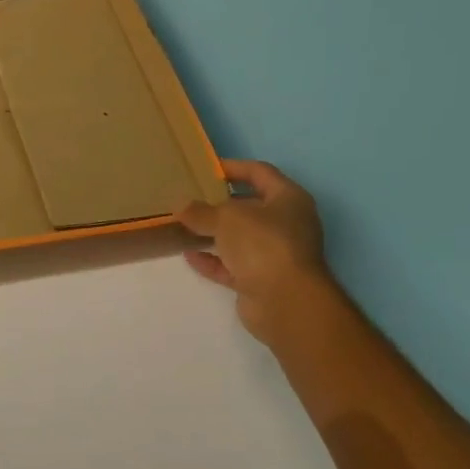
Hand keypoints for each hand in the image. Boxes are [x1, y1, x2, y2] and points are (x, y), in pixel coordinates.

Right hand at [177, 160, 331, 341]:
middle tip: (190, 198)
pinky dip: (213, 260)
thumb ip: (200, 211)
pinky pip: (232, 265)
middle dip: (220, 203)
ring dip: (214, 233)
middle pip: (250, 207)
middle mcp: (287, 224)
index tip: (205, 168)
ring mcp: (275, 254)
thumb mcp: (226, 218)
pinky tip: (189, 254)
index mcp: (288, 199)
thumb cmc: (263, 244)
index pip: (260, 173)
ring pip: (240, 238)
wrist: (285, 301)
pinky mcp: (262, 280)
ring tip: (184, 226)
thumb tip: (180, 206)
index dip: (234, 167)